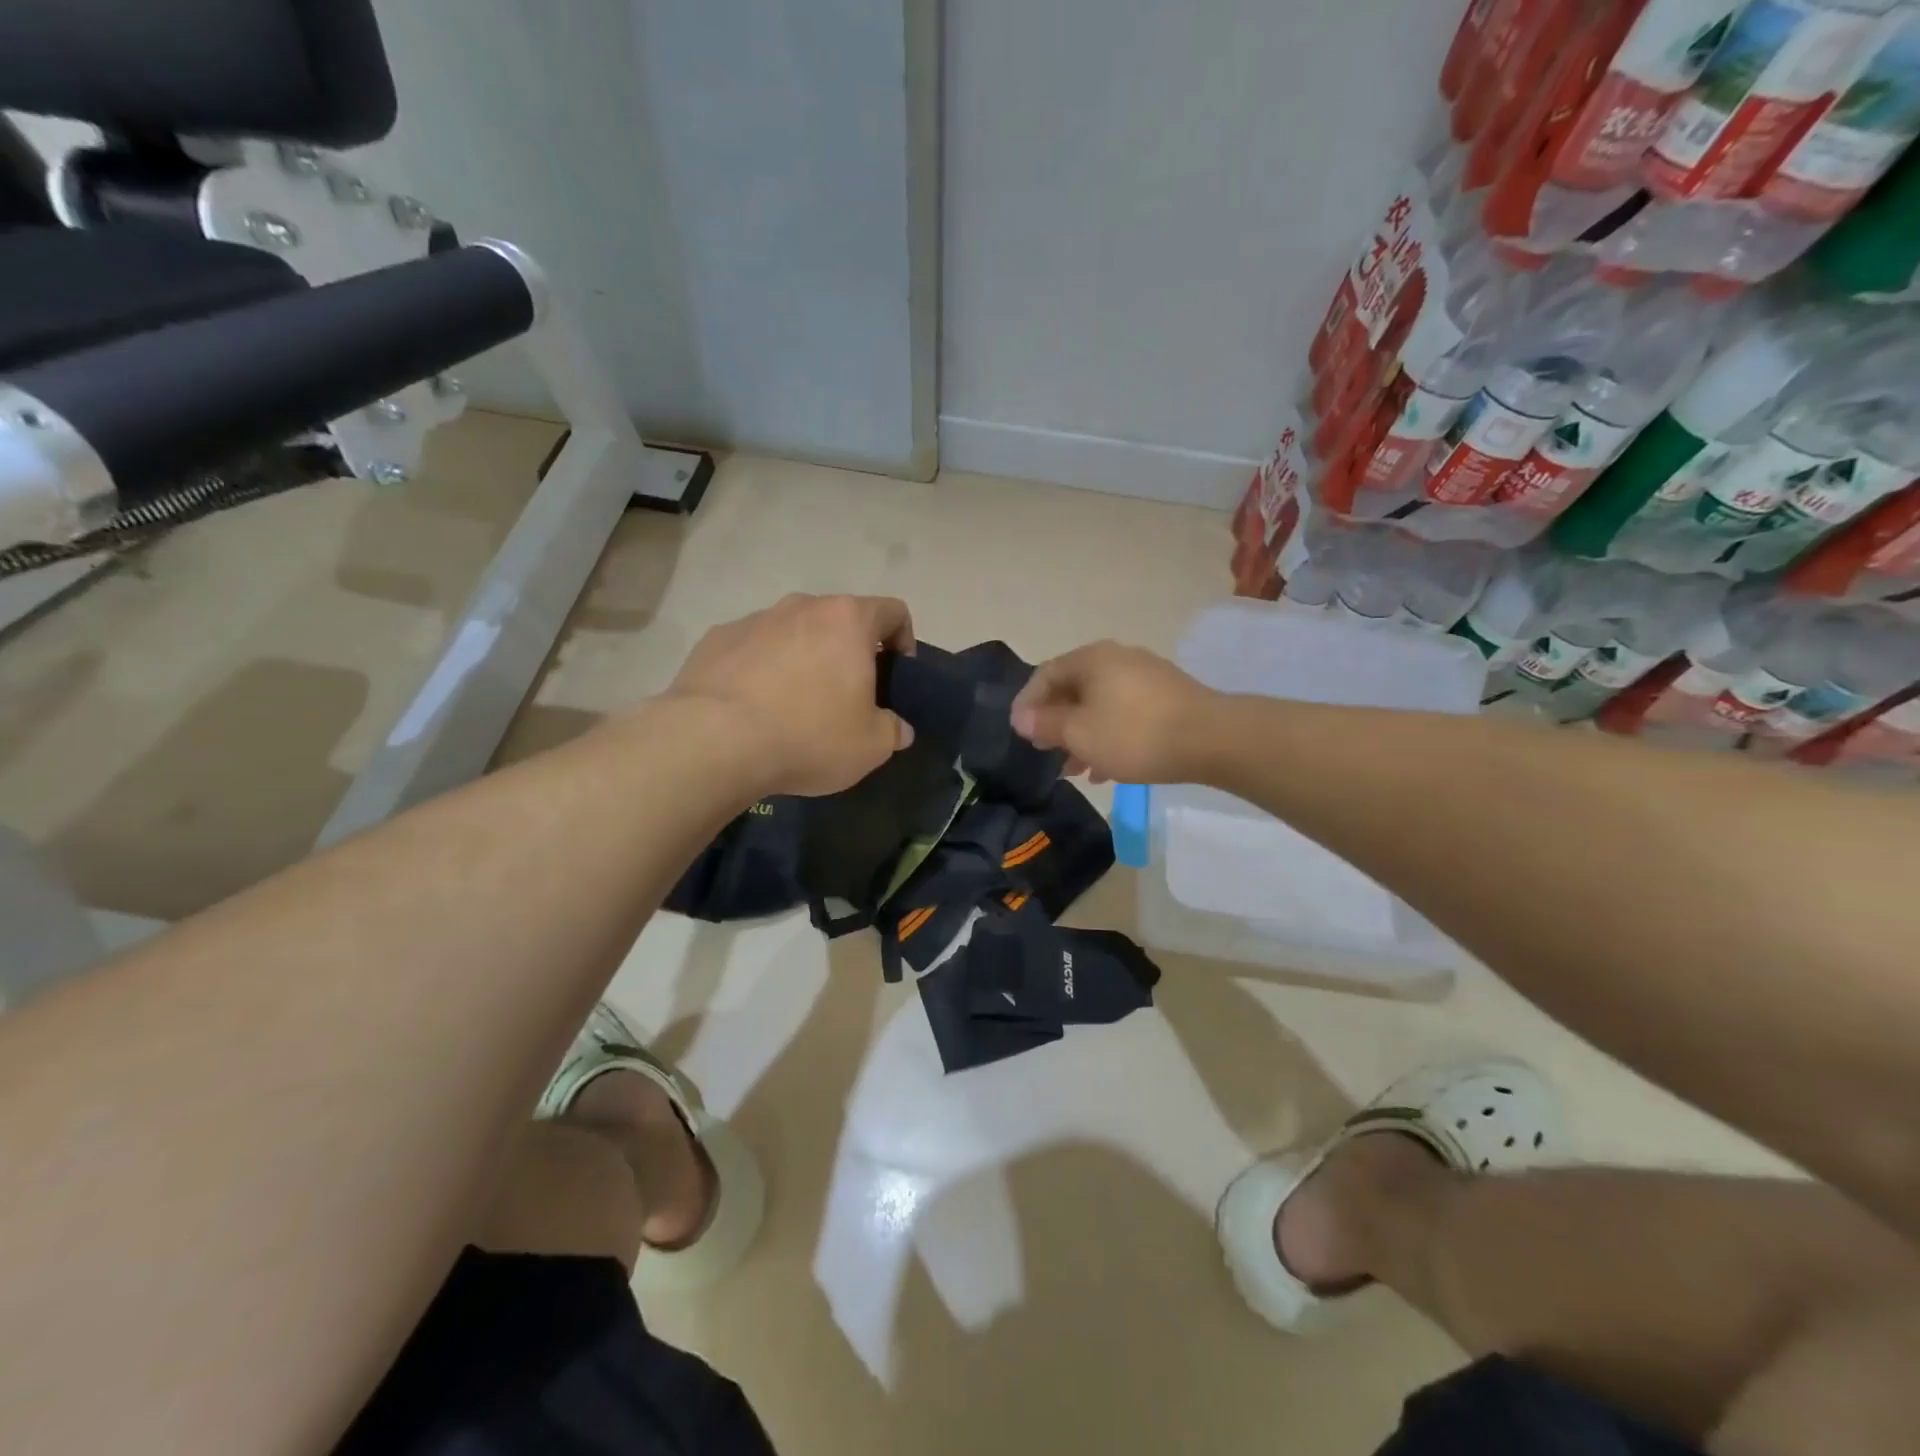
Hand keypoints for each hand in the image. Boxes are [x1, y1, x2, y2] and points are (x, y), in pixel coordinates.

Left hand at [666, 593, 916, 797]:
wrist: (714, 741)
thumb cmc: (808, 735)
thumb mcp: (871, 746)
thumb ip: (893, 730)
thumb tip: (897, 727)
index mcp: (848, 620)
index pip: (892, 612)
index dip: (904, 640)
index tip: (896, 676)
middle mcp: (802, 606)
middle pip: (840, 620)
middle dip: (850, 652)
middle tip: (847, 696)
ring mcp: (756, 619)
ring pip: (794, 632)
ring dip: (804, 658)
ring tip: (795, 705)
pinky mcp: (717, 638)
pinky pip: (754, 648)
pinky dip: (763, 669)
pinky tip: (755, 707)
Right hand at [1010, 641, 1218, 784]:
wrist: (1212, 739)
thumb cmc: (1134, 734)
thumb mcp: (1080, 733)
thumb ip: (1046, 724)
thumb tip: (1022, 717)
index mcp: (1091, 659)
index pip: (1045, 674)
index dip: (1027, 704)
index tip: (1019, 734)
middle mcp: (1117, 659)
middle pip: (1073, 689)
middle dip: (1056, 723)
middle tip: (1045, 752)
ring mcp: (1145, 677)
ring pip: (1099, 705)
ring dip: (1082, 735)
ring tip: (1074, 769)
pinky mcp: (1167, 698)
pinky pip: (1124, 713)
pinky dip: (1109, 736)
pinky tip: (1107, 769)